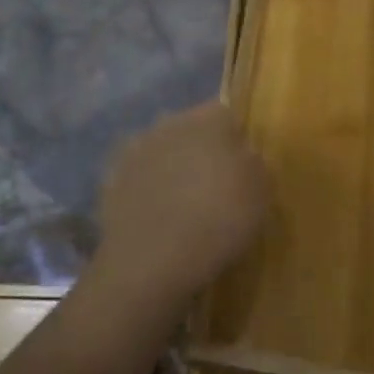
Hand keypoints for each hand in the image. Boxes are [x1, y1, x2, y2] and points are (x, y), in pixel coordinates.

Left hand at [91, 102, 268, 319]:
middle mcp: (169, 124)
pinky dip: (148, 190)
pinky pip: (139, 177)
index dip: (234, 139)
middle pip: (190, 129)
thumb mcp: (260, 194)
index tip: (241, 167)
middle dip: (200, 150)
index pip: (225, 115)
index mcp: (207, 120)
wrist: (152, 258)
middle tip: (213, 184)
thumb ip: (253, 164)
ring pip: (162, 151)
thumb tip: (243, 155)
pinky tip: (158, 217)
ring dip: (171, 168)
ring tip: (184, 205)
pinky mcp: (112, 179)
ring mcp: (135, 150)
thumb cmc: (218, 220)